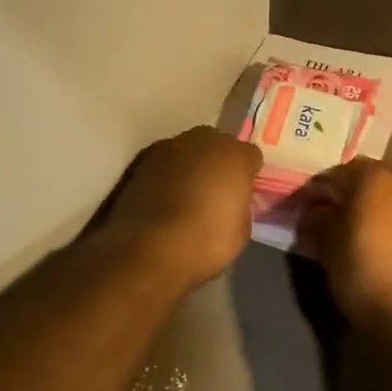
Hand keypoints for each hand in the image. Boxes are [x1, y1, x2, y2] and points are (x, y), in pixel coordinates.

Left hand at [109, 127, 260, 289]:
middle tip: (217, 190)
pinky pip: (164, 165)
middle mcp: (202, 141)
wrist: (149, 250)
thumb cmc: (206, 241)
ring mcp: (168, 148)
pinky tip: (164, 200)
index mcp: (234, 154)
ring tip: (187, 195)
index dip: (248, 174)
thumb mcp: (241, 229)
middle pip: (217, 145)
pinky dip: (166, 177)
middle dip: (218, 163)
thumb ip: (240, 204)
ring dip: (191, 167)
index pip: (250, 155)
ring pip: (188, 151)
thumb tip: (231, 201)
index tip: (244, 193)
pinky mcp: (140, 162)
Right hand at [297, 159, 391, 326]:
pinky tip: (380, 246)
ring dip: (373, 210)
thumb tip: (314, 214)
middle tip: (327, 217)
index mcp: (376, 177)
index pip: (337, 173)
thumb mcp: (326, 245)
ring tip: (354, 233)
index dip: (316, 191)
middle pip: (369, 181)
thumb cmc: (363, 270)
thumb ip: (316, 220)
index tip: (301, 209)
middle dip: (348, 196)